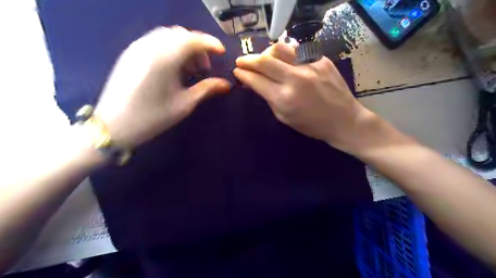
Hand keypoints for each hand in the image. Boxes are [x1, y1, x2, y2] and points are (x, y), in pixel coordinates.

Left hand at [94, 26, 229, 146]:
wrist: (113, 126)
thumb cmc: (152, 117)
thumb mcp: (184, 104)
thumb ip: (207, 89)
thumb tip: (226, 84)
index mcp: (164, 59)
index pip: (192, 40)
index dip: (210, 43)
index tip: (222, 53)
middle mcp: (149, 46)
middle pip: (180, 35)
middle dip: (197, 47)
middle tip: (204, 68)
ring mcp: (137, 48)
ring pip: (168, 36)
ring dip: (184, 47)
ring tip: (190, 70)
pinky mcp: (131, 53)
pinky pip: (156, 42)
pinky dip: (171, 49)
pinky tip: (174, 68)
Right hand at [233, 42, 375, 153]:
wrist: (344, 120)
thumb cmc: (311, 125)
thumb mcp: (284, 117)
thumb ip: (267, 97)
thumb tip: (253, 83)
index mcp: (284, 98)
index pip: (256, 80)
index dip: (243, 74)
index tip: (237, 72)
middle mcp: (295, 78)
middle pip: (264, 60)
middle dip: (247, 59)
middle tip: (241, 61)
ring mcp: (310, 66)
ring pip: (279, 48)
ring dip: (265, 53)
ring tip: (262, 59)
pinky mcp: (321, 59)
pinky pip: (297, 51)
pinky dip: (285, 55)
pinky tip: (284, 62)